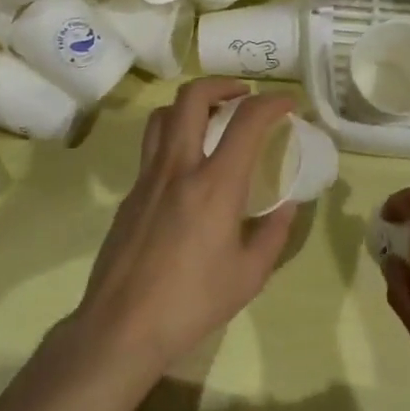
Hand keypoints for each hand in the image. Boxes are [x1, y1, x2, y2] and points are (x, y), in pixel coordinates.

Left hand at [73, 78, 297, 377]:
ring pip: (163, 115)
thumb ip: (274, 234)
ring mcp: (147, 177)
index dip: (272, 102)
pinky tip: (188, 167)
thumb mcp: (249, 275)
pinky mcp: (130, 194)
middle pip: (192, 97)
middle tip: (244, 96)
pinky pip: (151, 146)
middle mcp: (178, 167)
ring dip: (192, 104)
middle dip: (223, 83)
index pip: (246, 121)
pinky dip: (174, 136)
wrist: (121, 327)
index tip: (288, 104)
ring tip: (212, 119)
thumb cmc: (192, 303)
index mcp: (214, 185)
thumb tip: (286, 206)